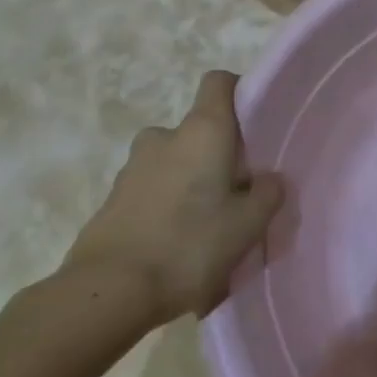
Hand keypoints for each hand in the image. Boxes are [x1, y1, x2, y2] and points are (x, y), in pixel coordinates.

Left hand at [61, 71, 283, 321]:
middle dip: (216, 153)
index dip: (238, 93)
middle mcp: (165, 137)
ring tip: (205, 227)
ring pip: (173, 163)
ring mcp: (132, 168)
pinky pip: (151, 192)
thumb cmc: (189, 246)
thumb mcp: (248, 225)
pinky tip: (175, 249)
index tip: (254, 124)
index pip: (219, 82)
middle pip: (198, 130)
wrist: (107, 294)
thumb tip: (270, 178)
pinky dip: (165, 208)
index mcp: (202, 130)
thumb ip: (268, 194)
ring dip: (189, 182)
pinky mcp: (111, 201)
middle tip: (234, 190)